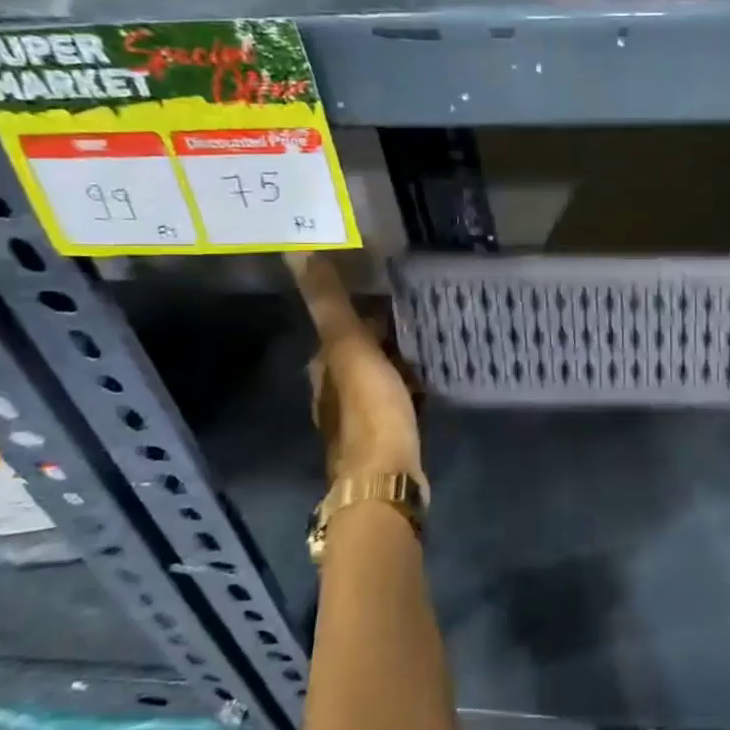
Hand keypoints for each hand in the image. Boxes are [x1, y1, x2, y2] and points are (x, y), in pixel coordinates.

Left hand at [286, 252, 423, 488]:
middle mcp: (335, 392)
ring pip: (381, 375)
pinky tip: (432, 380)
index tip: (396, 291)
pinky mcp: (387, 435)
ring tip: (432, 341)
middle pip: (361, 351)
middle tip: (422, 312)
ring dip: (400, 359)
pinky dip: (411, 385)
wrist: (387, 477)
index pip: (340, 326)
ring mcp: (361, 416)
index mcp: (323, 369)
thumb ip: (329, 303)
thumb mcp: (350, 348)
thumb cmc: (370, 411)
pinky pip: (399, 397)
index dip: (364, 309)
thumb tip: (296, 252)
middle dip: (386, 333)